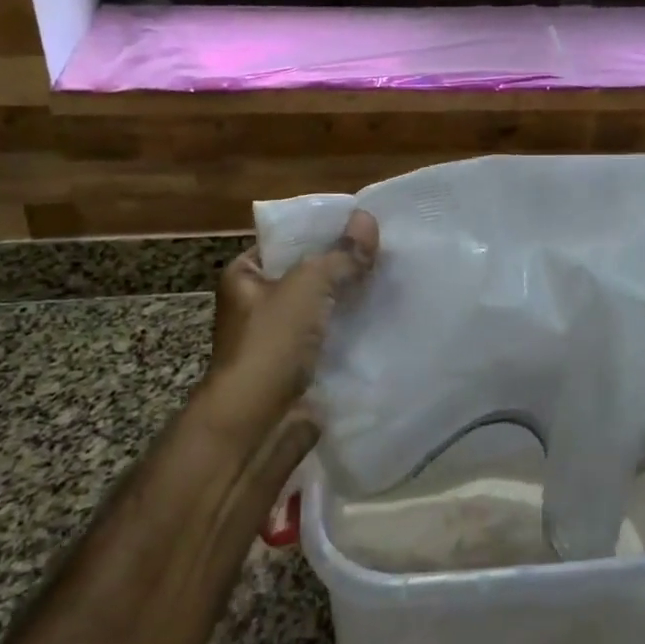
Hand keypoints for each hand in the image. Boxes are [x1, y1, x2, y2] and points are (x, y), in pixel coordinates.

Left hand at [198, 209, 379, 442]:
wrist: (257, 426)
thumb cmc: (270, 344)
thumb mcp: (307, 286)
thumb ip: (341, 255)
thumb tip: (368, 218)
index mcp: (246, 276)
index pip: (288, 240)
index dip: (324, 230)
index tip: (366, 223)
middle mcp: (261, 303)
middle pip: (312, 274)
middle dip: (346, 265)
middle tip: (391, 249)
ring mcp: (283, 338)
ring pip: (327, 307)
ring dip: (356, 299)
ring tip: (398, 278)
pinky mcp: (304, 367)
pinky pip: (336, 338)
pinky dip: (358, 331)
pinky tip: (390, 317)